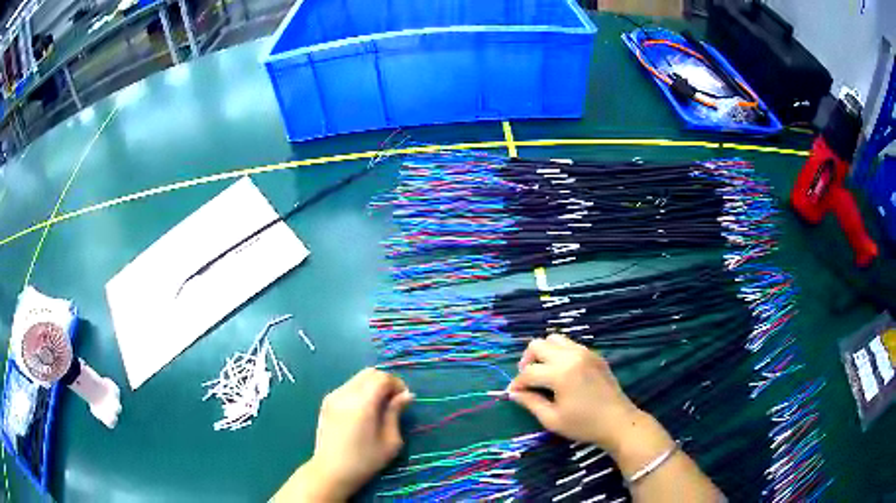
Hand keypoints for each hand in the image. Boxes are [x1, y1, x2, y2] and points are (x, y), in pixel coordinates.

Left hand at [276, 368, 413, 501]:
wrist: (330, 471)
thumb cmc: (364, 461)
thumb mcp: (390, 441)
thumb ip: (396, 413)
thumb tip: (406, 395)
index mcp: (362, 403)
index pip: (382, 378)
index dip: (397, 384)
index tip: (405, 399)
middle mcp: (345, 394)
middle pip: (369, 373)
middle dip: (385, 382)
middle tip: (394, 401)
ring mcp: (333, 396)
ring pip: (358, 378)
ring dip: (372, 386)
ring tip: (380, 407)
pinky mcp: (326, 402)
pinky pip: (348, 387)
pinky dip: (360, 391)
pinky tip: (364, 411)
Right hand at [508, 334, 641, 451]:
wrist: (618, 422)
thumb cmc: (584, 425)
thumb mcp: (552, 419)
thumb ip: (530, 403)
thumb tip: (513, 393)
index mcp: (561, 373)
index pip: (529, 372)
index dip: (517, 383)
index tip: (513, 393)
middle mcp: (571, 356)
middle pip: (538, 345)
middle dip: (527, 361)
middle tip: (528, 380)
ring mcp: (585, 352)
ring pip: (554, 339)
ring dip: (543, 353)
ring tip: (543, 372)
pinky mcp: (594, 355)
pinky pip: (570, 344)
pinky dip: (559, 353)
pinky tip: (561, 372)